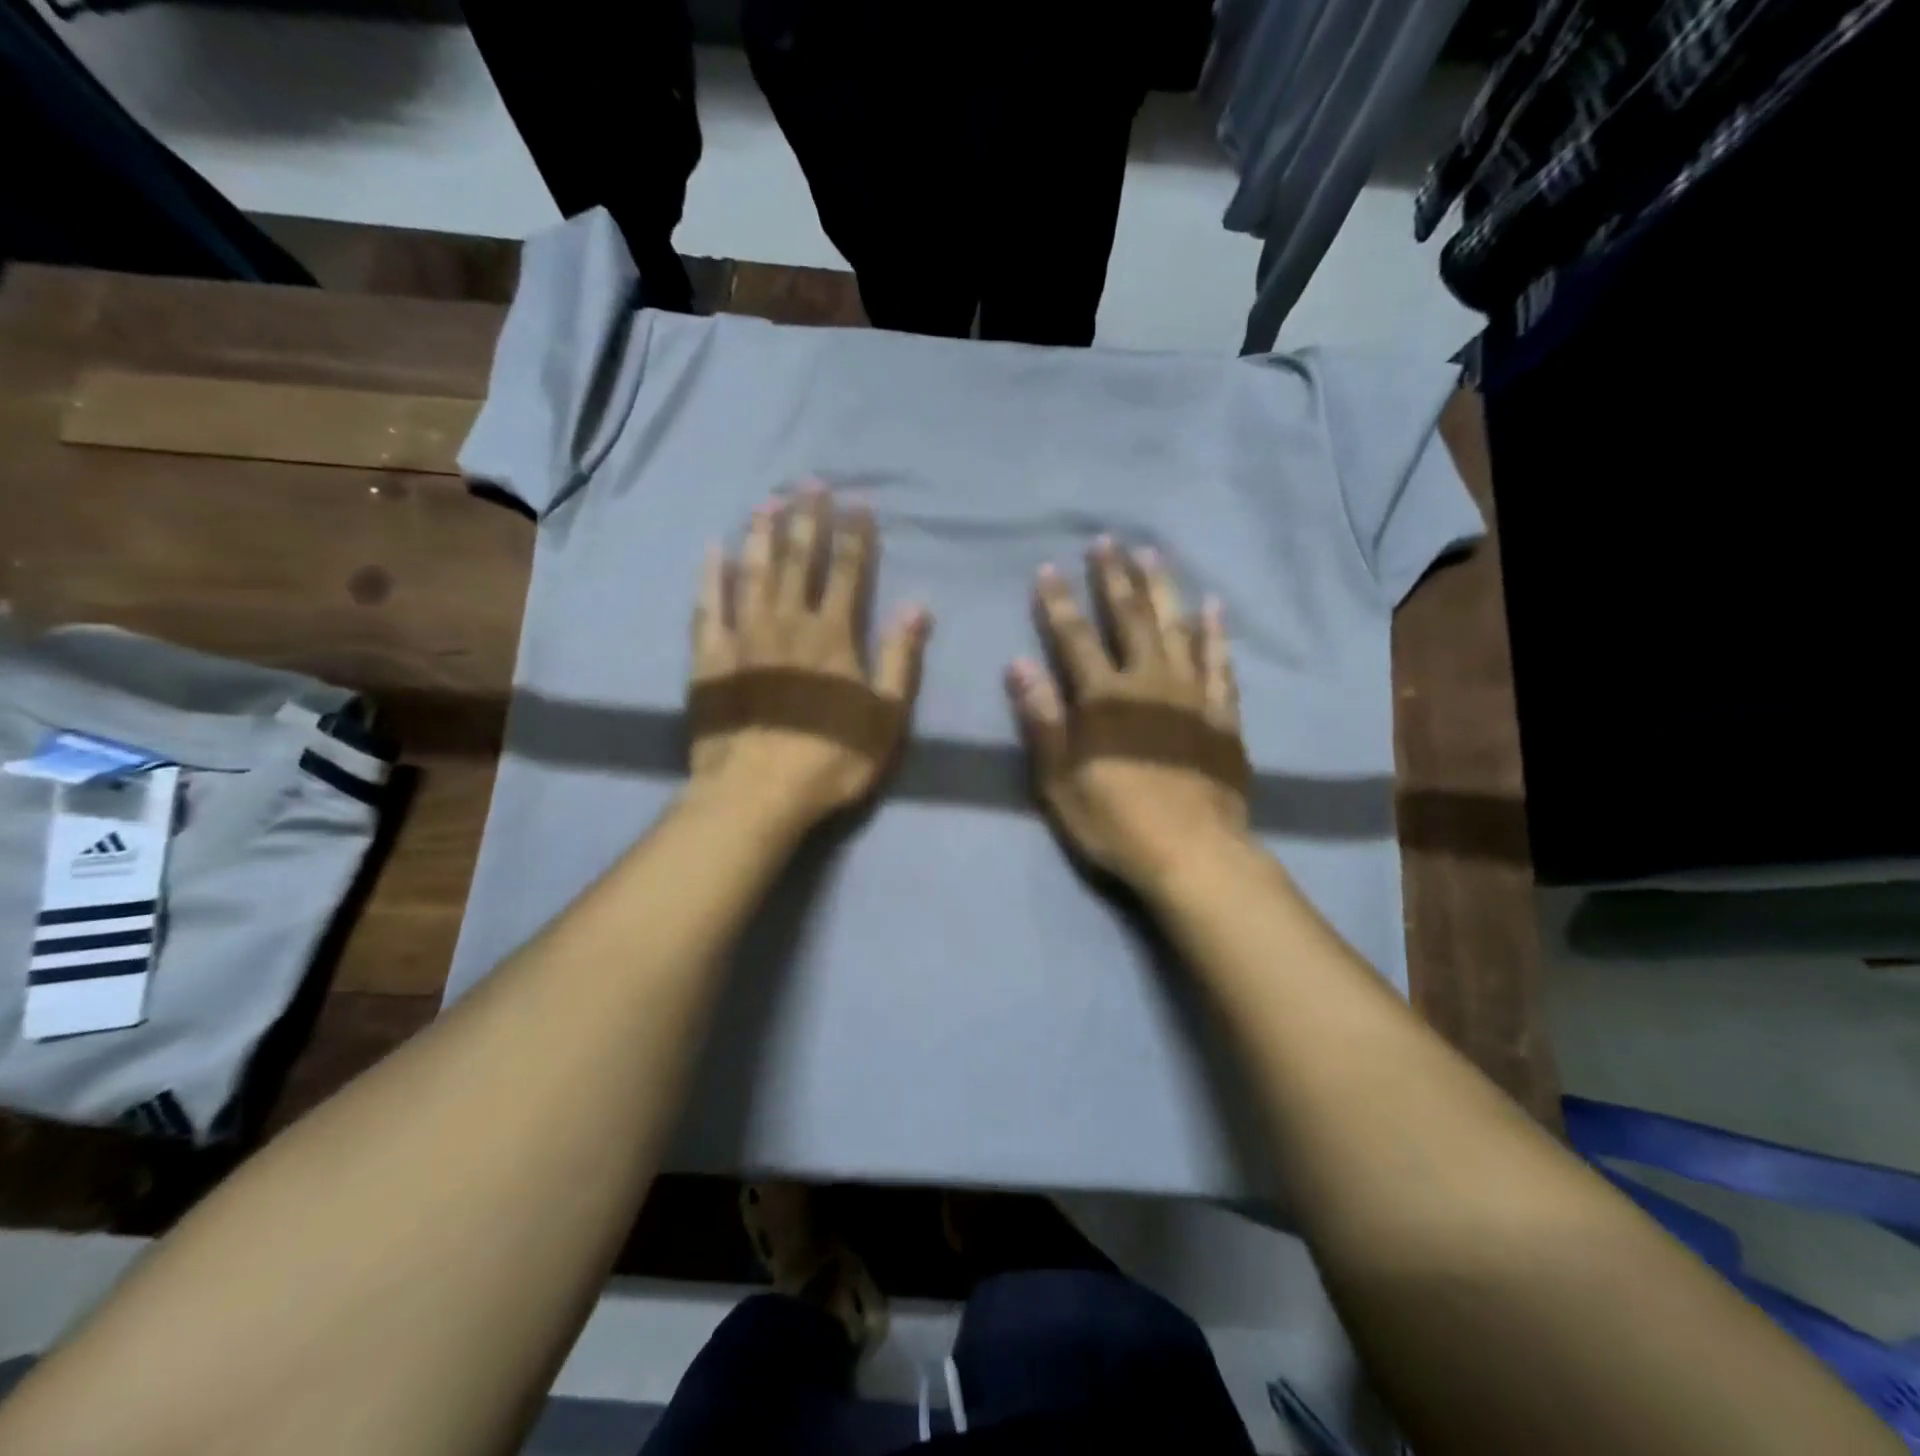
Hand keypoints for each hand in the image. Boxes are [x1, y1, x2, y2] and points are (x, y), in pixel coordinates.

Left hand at [690, 485, 930, 822]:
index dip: (855, 535)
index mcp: (834, 636)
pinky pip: (708, 605)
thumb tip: (918, 606)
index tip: (858, 502)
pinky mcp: (709, 657)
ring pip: (754, 571)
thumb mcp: (885, 718)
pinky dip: (711, 575)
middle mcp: (788, 623)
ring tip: (768, 501)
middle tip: (810, 482)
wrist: (756, 793)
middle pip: (800, 560)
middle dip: (808, 519)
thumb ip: (899, 659)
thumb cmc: (830, 758)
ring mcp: (744, 636)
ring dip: (763, 534)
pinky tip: (714, 549)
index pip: (848, 572)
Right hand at [1006, 537, 1248, 890]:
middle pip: (1129, 619)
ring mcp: (1191, 694)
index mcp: (1103, 698)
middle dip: (1115, 578)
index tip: (1049, 567)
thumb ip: (1042, 719)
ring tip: (1154, 555)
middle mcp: (1148, 683)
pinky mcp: (1222, 714)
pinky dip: (1215, 634)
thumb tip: (1018, 665)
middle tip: (1108, 541)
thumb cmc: (1116, 821)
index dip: (1059, 601)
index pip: (1075, 637)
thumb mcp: (1060, 780)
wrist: (1193, 853)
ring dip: (1163, 589)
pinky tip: (1212, 607)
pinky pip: (1220, 663)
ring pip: (1176, 628)